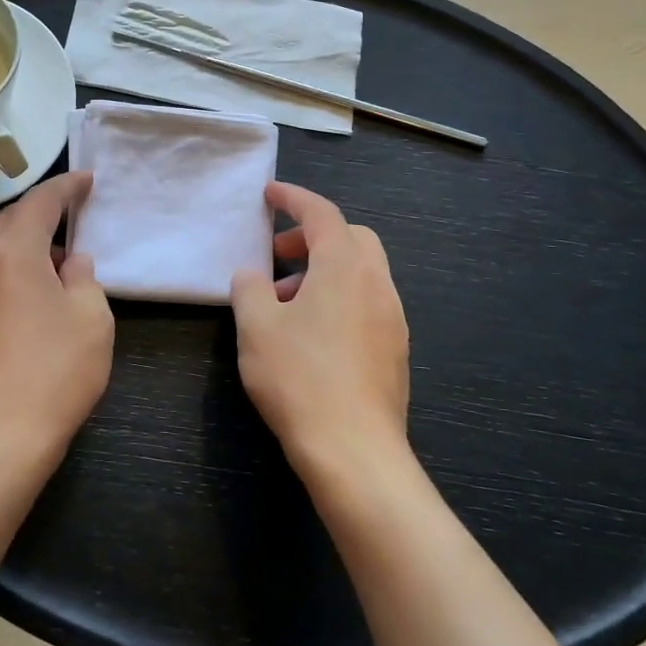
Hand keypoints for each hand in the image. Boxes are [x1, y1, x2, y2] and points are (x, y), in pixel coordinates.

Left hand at [0, 171, 113, 472]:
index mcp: (11, 252)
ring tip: (57, 256)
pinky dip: (10, 270)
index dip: (66, 187)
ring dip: (24, 243)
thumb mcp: (91, 319)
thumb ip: (85, 278)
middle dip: (41, 212)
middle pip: (9, 222)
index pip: (39, 202)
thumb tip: (71, 262)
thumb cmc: (52, 372)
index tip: (87, 180)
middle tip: (72, 212)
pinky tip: (32, 293)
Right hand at [230, 182, 410, 477]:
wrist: (355, 452)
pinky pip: (368, 303)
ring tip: (286, 303)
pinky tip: (312, 335)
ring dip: (324, 271)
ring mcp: (392, 318)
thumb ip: (249, 288)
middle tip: (278, 255)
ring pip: (361, 272)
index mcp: (344, 267)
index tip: (270, 194)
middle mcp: (376, 284)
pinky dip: (340, 298)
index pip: (322, 213)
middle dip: (313, 236)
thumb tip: (252, 275)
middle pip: (351, 238)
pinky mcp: (396, 350)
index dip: (294, 198)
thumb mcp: (256, 327)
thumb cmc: (300, 378)